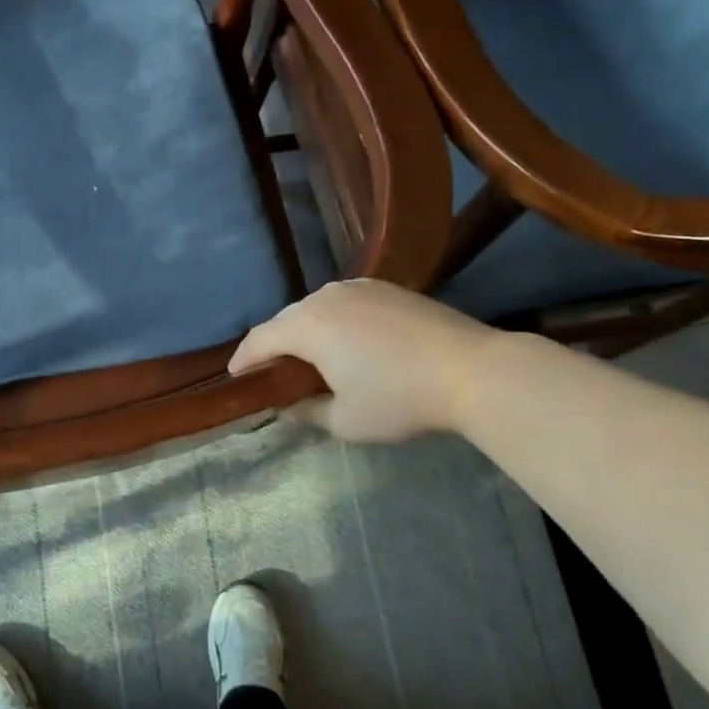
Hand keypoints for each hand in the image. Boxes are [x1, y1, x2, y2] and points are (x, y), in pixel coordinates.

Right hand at [228, 279, 500, 441]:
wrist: (472, 370)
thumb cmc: (400, 399)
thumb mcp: (345, 420)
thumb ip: (306, 412)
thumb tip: (286, 407)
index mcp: (307, 326)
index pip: (260, 340)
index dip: (243, 360)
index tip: (236, 378)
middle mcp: (325, 297)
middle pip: (285, 319)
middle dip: (273, 345)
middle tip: (273, 373)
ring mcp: (358, 287)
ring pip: (315, 307)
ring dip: (303, 330)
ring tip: (308, 356)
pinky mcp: (386, 287)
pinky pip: (343, 302)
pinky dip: (333, 321)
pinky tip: (345, 341)